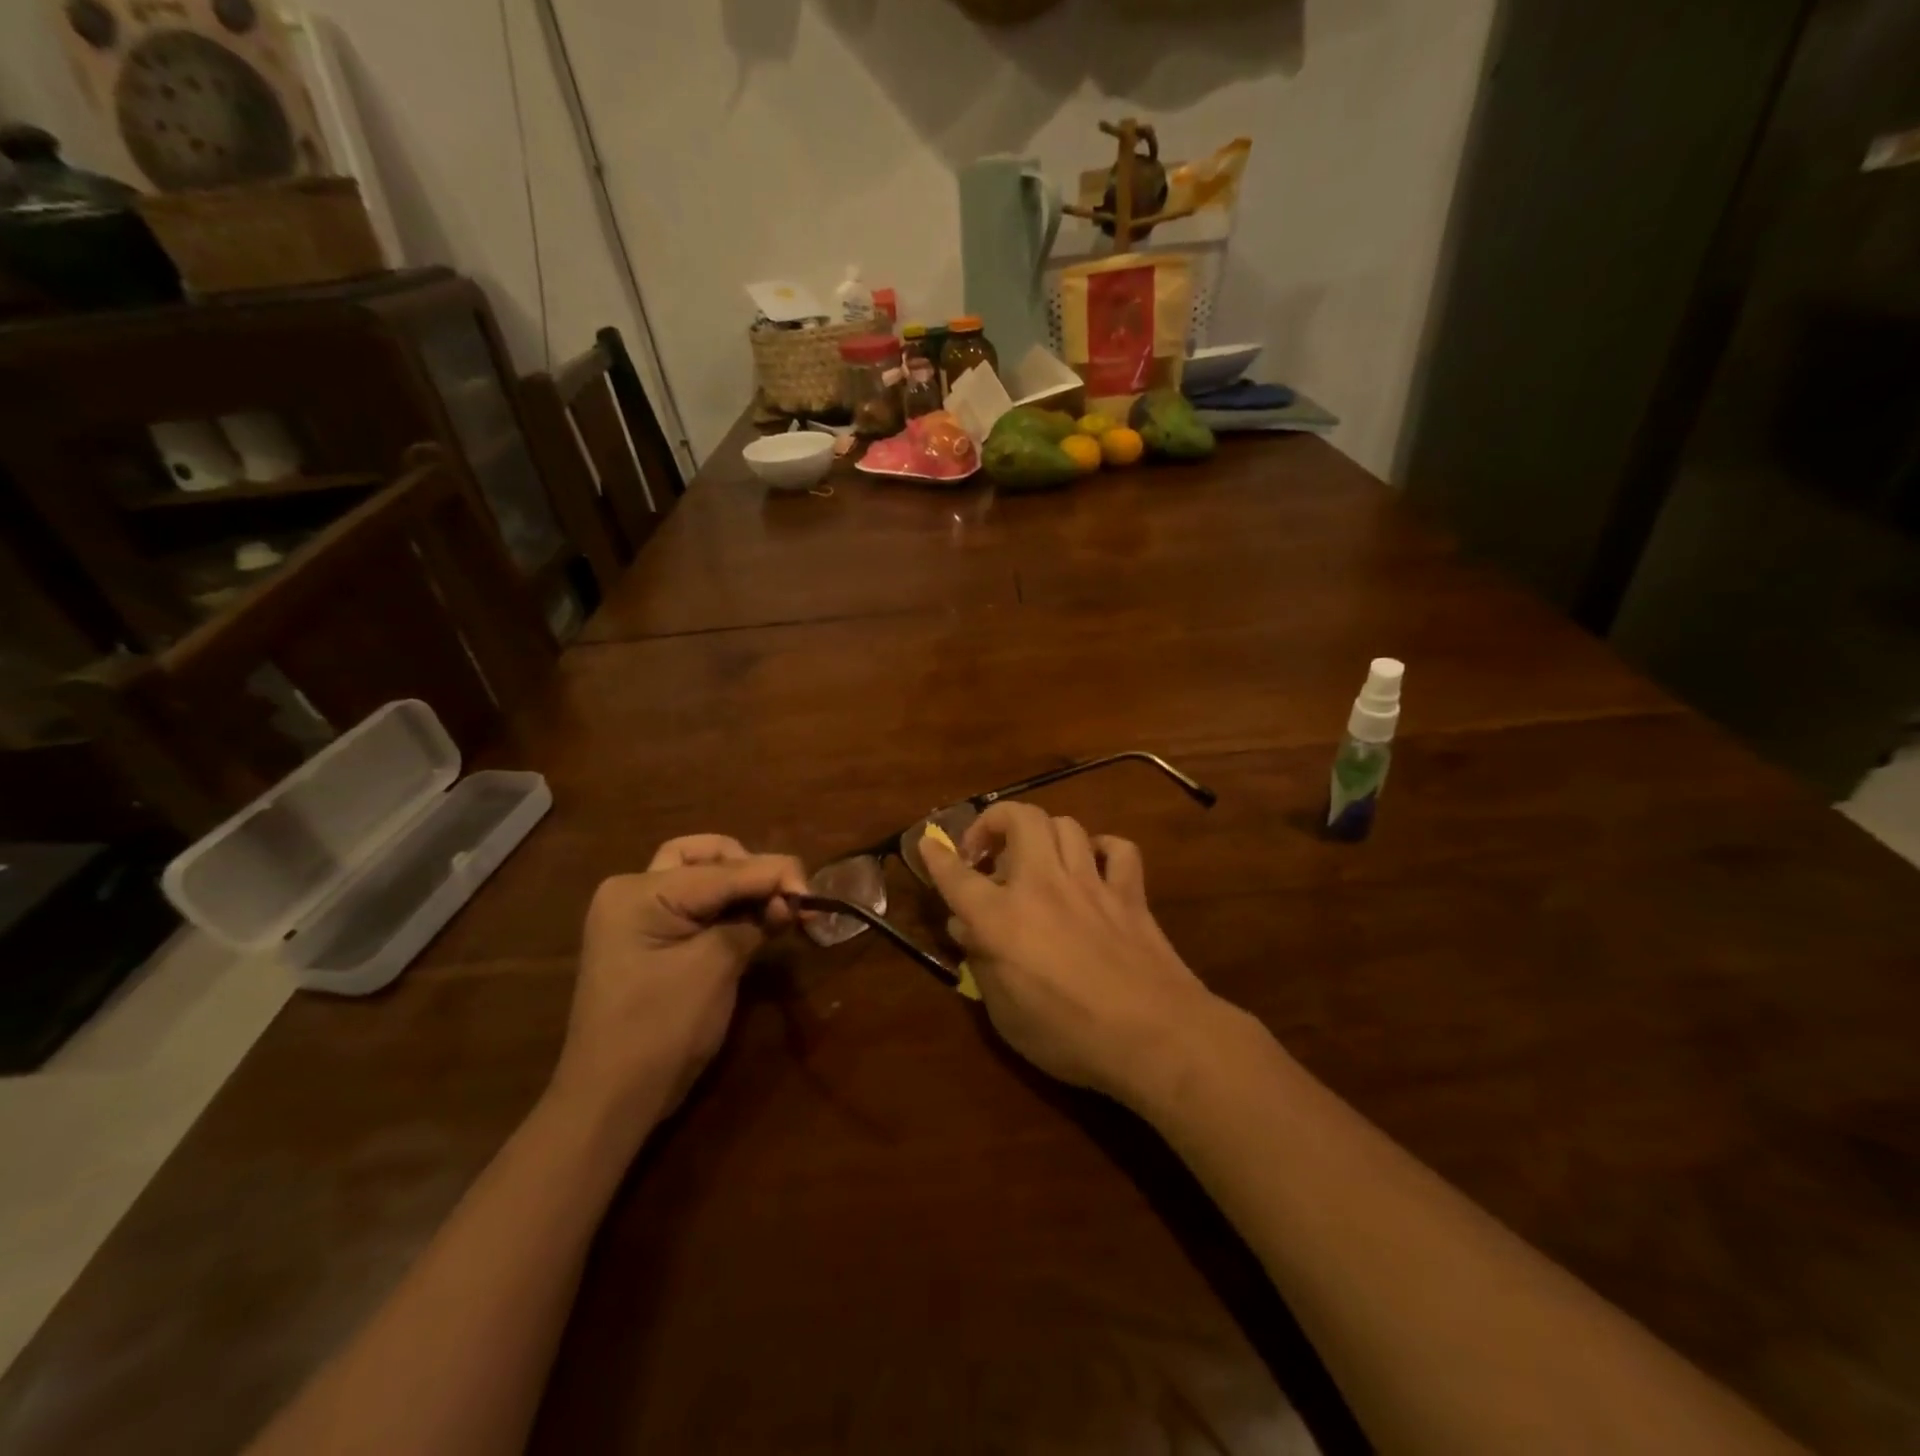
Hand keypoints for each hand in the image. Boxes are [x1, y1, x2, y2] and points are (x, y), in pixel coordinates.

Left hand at [548, 835, 807, 1132]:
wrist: (611, 1101)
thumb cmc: (661, 1029)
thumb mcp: (715, 966)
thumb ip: (755, 921)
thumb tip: (792, 899)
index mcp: (641, 891)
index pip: (723, 868)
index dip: (775, 875)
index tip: (814, 896)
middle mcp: (634, 891)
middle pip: (706, 855)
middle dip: (751, 868)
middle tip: (784, 898)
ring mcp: (637, 915)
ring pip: (700, 874)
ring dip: (741, 885)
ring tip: (777, 911)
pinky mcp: (648, 938)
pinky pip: (694, 905)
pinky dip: (727, 907)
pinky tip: (756, 922)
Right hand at [918, 802, 1223, 1108]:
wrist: (1153, 1035)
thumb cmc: (1069, 1036)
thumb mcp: (1006, 1015)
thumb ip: (982, 964)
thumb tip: (968, 929)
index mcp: (1002, 919)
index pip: (957, 876)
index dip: (937, 856)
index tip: (928, 842)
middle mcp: (1043, 885)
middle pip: (1020, 818)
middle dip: (995, 821)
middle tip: (987, 852)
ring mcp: (1090, 882)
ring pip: (1065, 824)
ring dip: (1042, 834)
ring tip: (1035, 859)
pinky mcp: (1129, 892)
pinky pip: (1117, 849)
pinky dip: (1101, 850)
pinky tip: (1093, 867)